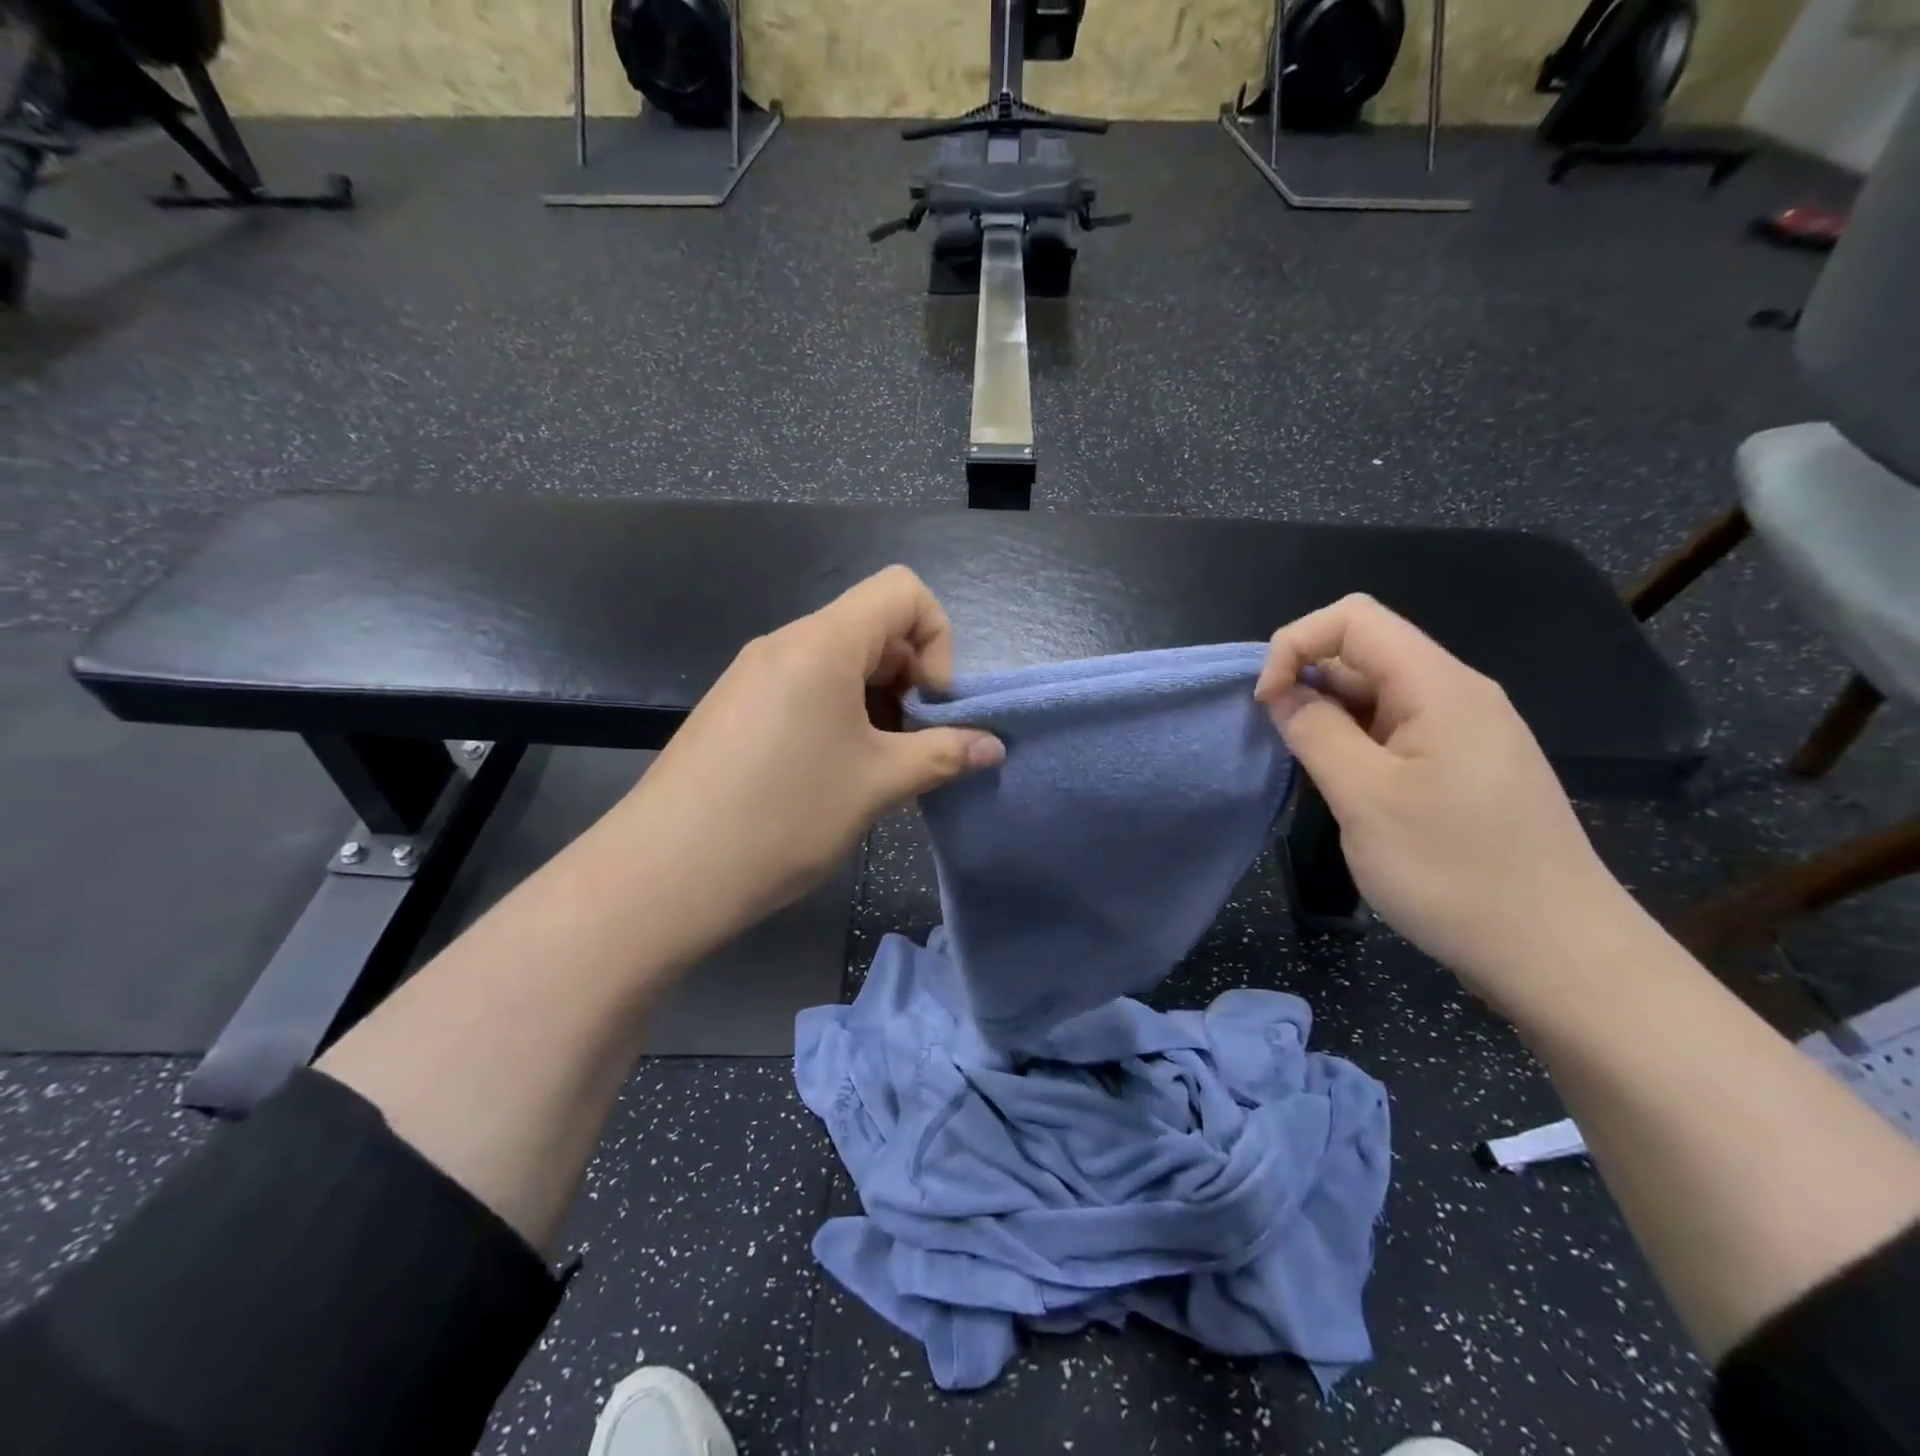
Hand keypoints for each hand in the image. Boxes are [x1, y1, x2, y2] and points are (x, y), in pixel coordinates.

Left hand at [610, 566, 1004, 946]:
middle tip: (913, 746)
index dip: (938, 641)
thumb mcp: (876, 785)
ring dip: (877, 703)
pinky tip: (832, 775)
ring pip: (840, 662)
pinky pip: (805, 688)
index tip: (932, 707)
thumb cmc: (781, 817)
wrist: (662, 874)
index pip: (903, 591)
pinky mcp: (736, 707)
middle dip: (910, 679)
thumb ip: (944, 755)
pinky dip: (839, 716)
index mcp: (823, 642)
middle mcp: (785, 643)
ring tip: (876, 768)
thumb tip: (994, 746)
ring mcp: (754, 674)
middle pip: (873, 626)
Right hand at [1254, 594, 1630, 1006]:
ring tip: (1313, 779)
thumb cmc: (1454, 871)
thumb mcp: (1365, 798)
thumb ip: (1314, 732)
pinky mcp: (1464, 767)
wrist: (1558, 953)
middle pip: (1363, 653)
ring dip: (1328, 721)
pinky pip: (1395, 732)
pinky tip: (1348, 793)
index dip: (1295, 645)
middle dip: (1307, 685)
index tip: (1267, 703)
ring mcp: (1465, 732)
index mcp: (1439, 686)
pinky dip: (1355, 747)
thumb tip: (1282, 694)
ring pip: (1375, 696)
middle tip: (1283, 749)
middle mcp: (1456, 694)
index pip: (1352, 618)